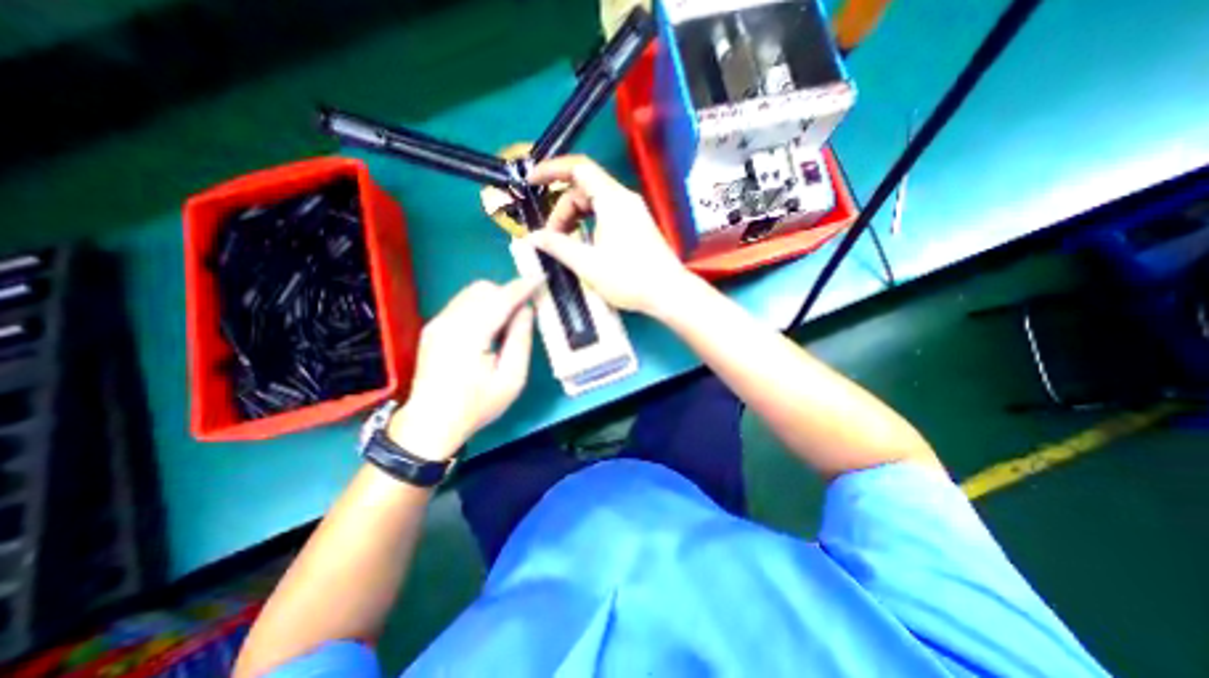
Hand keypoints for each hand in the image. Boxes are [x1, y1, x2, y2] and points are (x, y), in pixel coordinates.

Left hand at [387, 277, 538, 463]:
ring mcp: (437, 322)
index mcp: (469, 336)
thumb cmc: (477, 405)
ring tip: (508, 321)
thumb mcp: (511, 379)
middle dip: (508, 293)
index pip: (500, 299)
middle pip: (483, 289)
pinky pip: (462, 302)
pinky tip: (489, 326)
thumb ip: (520, 340)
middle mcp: (449, 322)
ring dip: (494, 298)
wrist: (431, 422)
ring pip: (471, 293)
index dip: (523, 287)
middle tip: (525, 311)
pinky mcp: (433, 327)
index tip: (541, 279)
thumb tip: (526, 310)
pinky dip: (481, 305)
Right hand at [527, 155, 689, 316]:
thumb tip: (532, 237)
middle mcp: (623, 199)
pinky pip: (606, 213)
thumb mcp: (588, 264)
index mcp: (612, 200)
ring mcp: (632, 211)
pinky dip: (589, 223)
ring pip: (594, 203)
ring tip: (565, 244)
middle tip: (551, 238)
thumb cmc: (629, 278)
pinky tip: (584, 245)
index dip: (551, 170)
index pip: (578, 168)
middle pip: (584, 189)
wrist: (668, 293)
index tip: (531, 181)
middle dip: (562, 209)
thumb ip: (558, 246)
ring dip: (575, 218)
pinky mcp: (636, 225)